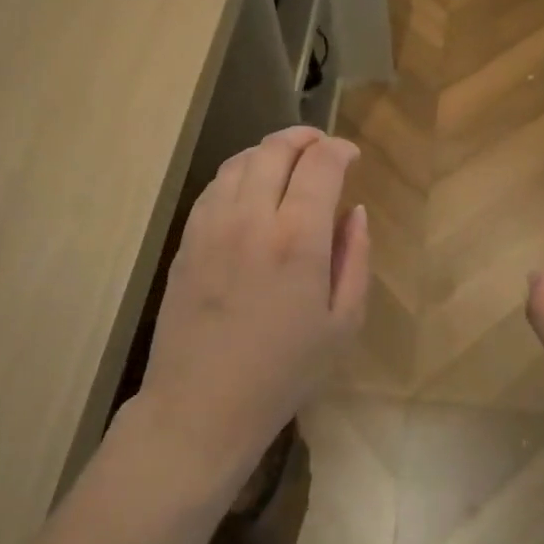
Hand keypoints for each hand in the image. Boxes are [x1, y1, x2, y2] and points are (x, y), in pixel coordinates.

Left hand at [133, 127, 369, 504]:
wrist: (201, 405)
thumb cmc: (283, 372)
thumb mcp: (342, 323)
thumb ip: (355, 258)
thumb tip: (354, 212)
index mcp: (299, 239)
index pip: (320, 165)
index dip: (339, 149)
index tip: (351, 155)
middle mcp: (252, 218)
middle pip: (275, 150)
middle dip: (304, 137)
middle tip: (321, 145)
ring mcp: (212, 225)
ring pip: (241, 161)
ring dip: (269, 150)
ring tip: (288, 160)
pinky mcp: (188, 239)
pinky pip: (215, 186)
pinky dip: (239, 172)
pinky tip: (251, 187)